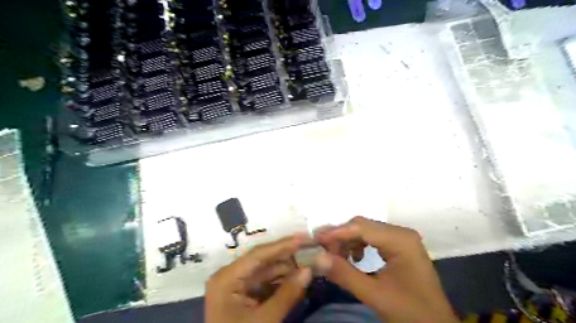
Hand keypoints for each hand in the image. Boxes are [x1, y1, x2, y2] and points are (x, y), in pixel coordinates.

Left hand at [207, 234, 312, 322]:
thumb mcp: (266, 320)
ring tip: (306, 264)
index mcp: (227, 278)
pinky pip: (261, 283)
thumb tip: (309, 269)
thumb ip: (288, 293)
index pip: (258, 254)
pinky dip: (278, 281)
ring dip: (284, 269)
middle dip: (285, 256)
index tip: (303, 238)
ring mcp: (233, 286)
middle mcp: (228, 276)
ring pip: (263, 271)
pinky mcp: (239, 296)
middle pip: (261, 260)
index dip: (282, 245)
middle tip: (308, 248)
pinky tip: (294, 278)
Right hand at [313, 217, 461, 322]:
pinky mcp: (399, 247)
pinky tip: (353, 259)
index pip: (361, 228)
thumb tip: (317, 258)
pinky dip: (358, 246)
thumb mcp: (375, 295)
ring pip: (365, 232)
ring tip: (336, 257)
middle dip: (341, 237)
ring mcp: (401, 239)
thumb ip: (345, 275)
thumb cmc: (411, 313)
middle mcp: (401, 233)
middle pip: (362, 226)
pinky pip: (372, 240)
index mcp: (400, 240)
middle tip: (323, 250)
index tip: (315, 239)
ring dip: (348, 242)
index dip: (336, 232)